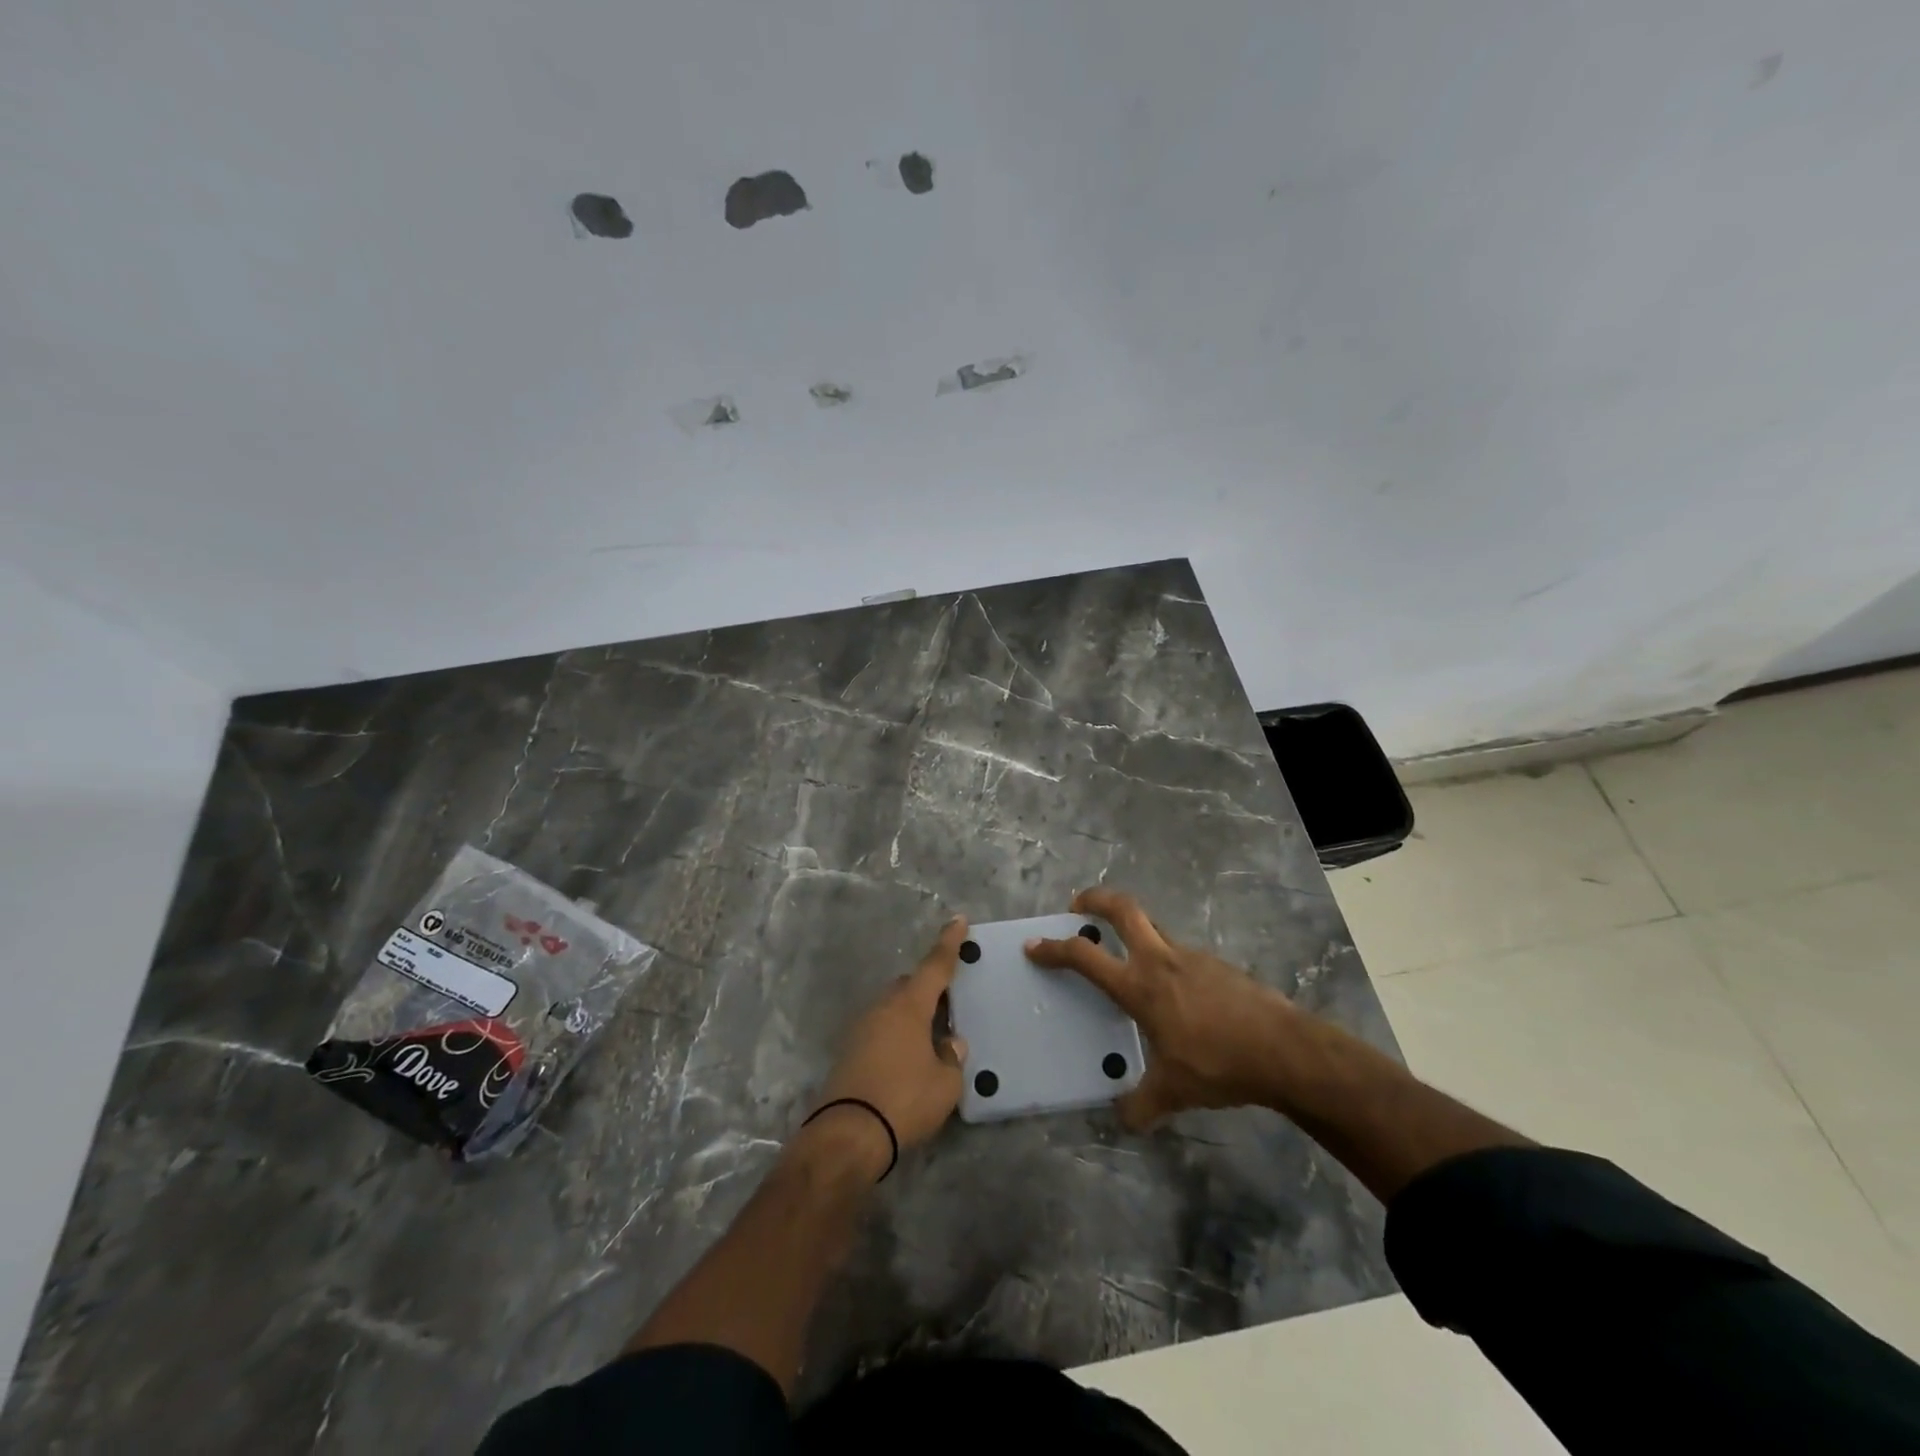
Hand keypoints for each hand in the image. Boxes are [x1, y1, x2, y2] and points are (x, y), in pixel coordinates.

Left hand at [810, 917, 969, 1166]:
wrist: (847, 1135)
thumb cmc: (904, 1100)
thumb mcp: (945, 1083)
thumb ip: (952, 1058)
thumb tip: (951, 1044)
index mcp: (909, 1006)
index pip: (935, 966)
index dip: (949, 943)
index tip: (959, 920)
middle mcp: (883, 1008)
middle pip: (910, 987)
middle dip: (929, 990)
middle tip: (949, 1005)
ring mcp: (861, 1028)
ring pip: (892, 1009)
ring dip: (911, 1016)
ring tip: (931, 1039)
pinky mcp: (848, 1051)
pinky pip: (880, 1030)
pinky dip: (896, 1035)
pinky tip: (907, 1059)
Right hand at [1025, 887, 1296, 1129]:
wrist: (1285, 1050)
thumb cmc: (1219, 1063)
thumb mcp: (1174, 1091)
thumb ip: (1142, 1106)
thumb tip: (1122, 1121)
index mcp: (1140, 986)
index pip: (1086, 957)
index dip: (1055, 949)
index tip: (1034, 945)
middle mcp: (1161, 960)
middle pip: (1123, 909)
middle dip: (1095, 899)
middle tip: (1078, 906)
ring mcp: (1193, 957)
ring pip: (1154, 928)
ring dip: (1134, 931)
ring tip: (1128, 959)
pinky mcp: (1218, 965)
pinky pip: (1181, 953)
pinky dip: (1165, 959)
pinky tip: (1176, 995)